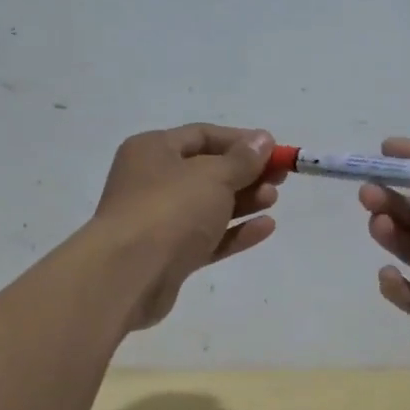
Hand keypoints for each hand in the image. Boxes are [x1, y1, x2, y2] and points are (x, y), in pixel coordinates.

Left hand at [94, 123, 279, 330]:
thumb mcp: (213, 175)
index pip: (202, 135)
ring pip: (208, 206)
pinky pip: (208, 237)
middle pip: (207, 171)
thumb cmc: (170, 209)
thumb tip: (262, 140)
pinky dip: (234, 232)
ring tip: (273, 200)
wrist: (129, 274)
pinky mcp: (169, 255)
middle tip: (280, 177)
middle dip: (245, 173)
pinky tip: (265, 227)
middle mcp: (152, 181)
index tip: (274, 150)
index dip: (240, 141)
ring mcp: (159, 221)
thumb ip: (242, 159)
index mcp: (153, 150)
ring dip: (243, 201)